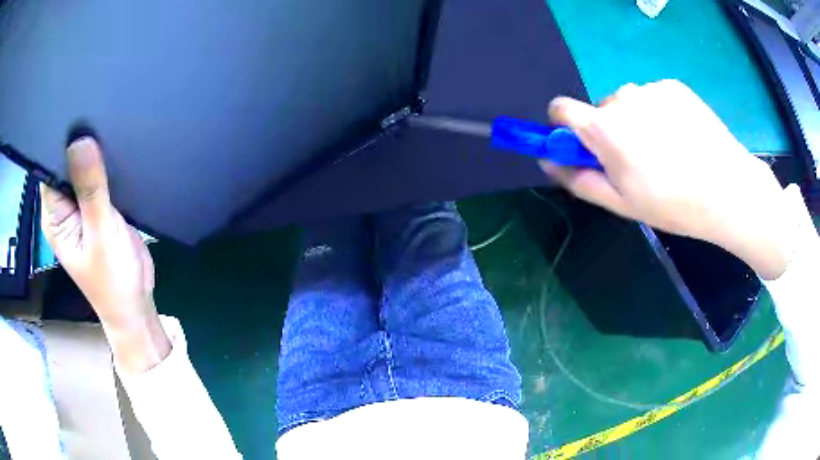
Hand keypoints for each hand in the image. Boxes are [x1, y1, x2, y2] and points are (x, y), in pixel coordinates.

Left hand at [40, 137, 169, 371]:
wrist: (136, 303)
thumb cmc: (113, 279)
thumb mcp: (101, 233)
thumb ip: (90, 189)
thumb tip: (80, 140)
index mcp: (55, 216)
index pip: (50, 166)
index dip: (61, 141)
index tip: (79, 114)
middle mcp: (64, 208)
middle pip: (68, 163)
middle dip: (81, 142)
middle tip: (100, 113)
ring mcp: (82, 207)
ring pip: (85, 167)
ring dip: (96, 152)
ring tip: (110, 125)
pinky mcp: (99, 208)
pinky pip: (100, 177)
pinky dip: (107, 165)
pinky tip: (118, 150)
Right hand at [543, 80, 791, 279]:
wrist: (727, 189)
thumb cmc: (673, 204)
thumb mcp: (621, 203)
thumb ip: (578, 179)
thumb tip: (547, 160)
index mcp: (604, 127)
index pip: (561, 109)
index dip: (566, 128)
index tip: (583, 148)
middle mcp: (622, 97)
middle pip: (600, 109)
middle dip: (611, 132)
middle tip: (639, 162)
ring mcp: (650, 88)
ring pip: (629, 103)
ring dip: (637, 122)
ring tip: (666, 151)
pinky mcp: (672, 86)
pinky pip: (653, 97)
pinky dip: (659, 114)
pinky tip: (681, 137)